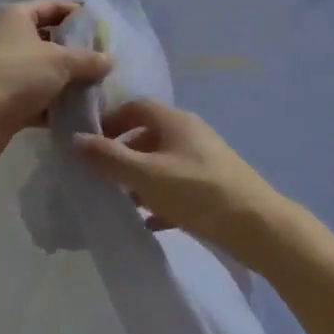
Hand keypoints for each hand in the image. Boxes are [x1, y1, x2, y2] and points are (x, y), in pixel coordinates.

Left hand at [0, 0, 110, 163]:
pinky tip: (76, 111)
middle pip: (47, 38)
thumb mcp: (60, 62)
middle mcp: (5, 36)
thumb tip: (109, 60)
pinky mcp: (2, 96)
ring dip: (66, 79)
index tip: (102, 26)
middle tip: (101, 59)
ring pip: (42, 69)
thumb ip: (88, 59)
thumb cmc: (17, 75)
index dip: (77, 14)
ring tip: (95, 86)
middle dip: (74, 50)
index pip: (52, 6)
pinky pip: (34, 94)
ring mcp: (2, 68)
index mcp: (15, 16)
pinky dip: (53, 102)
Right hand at [72, 100, 304, 269]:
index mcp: (175, 122)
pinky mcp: (213, 186)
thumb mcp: (147, 175)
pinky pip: (178, 187)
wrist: (257, 226)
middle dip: (123, 152)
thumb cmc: (198, 192)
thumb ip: (110, 158)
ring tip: (120, 201)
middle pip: (149, 135)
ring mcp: (204, 160)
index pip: (137, 107)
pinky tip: (148, 222)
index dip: (111, 120)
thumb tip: (76, 138)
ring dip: (140, 178)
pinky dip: (160, 199)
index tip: (90, 141)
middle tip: (100, 174)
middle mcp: (190, 134)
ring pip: (163, 163)